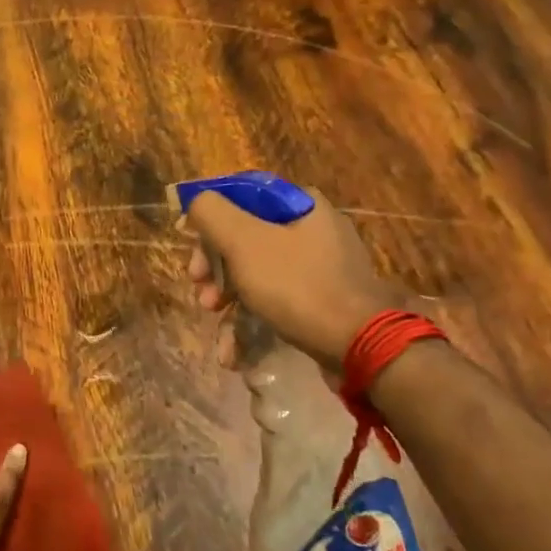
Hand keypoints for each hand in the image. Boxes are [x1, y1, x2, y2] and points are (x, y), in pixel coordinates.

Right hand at [185, 191, 406, 370]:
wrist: (358, 345)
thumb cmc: (296, 285)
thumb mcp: (244, 241)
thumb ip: (211, 213)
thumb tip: (197, 203)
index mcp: (300, 205)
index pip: (241, 198)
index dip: (209, 224)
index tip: (192, 252)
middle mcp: (313, 230)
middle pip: (245, 239)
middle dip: (215, 270)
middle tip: (201, 293)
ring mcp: (320, 268)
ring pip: (257, 274)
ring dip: (227, 299)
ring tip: (214, 322)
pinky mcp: (321, 301)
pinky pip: (275, 301)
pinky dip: (251, 322)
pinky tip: (233, 352)